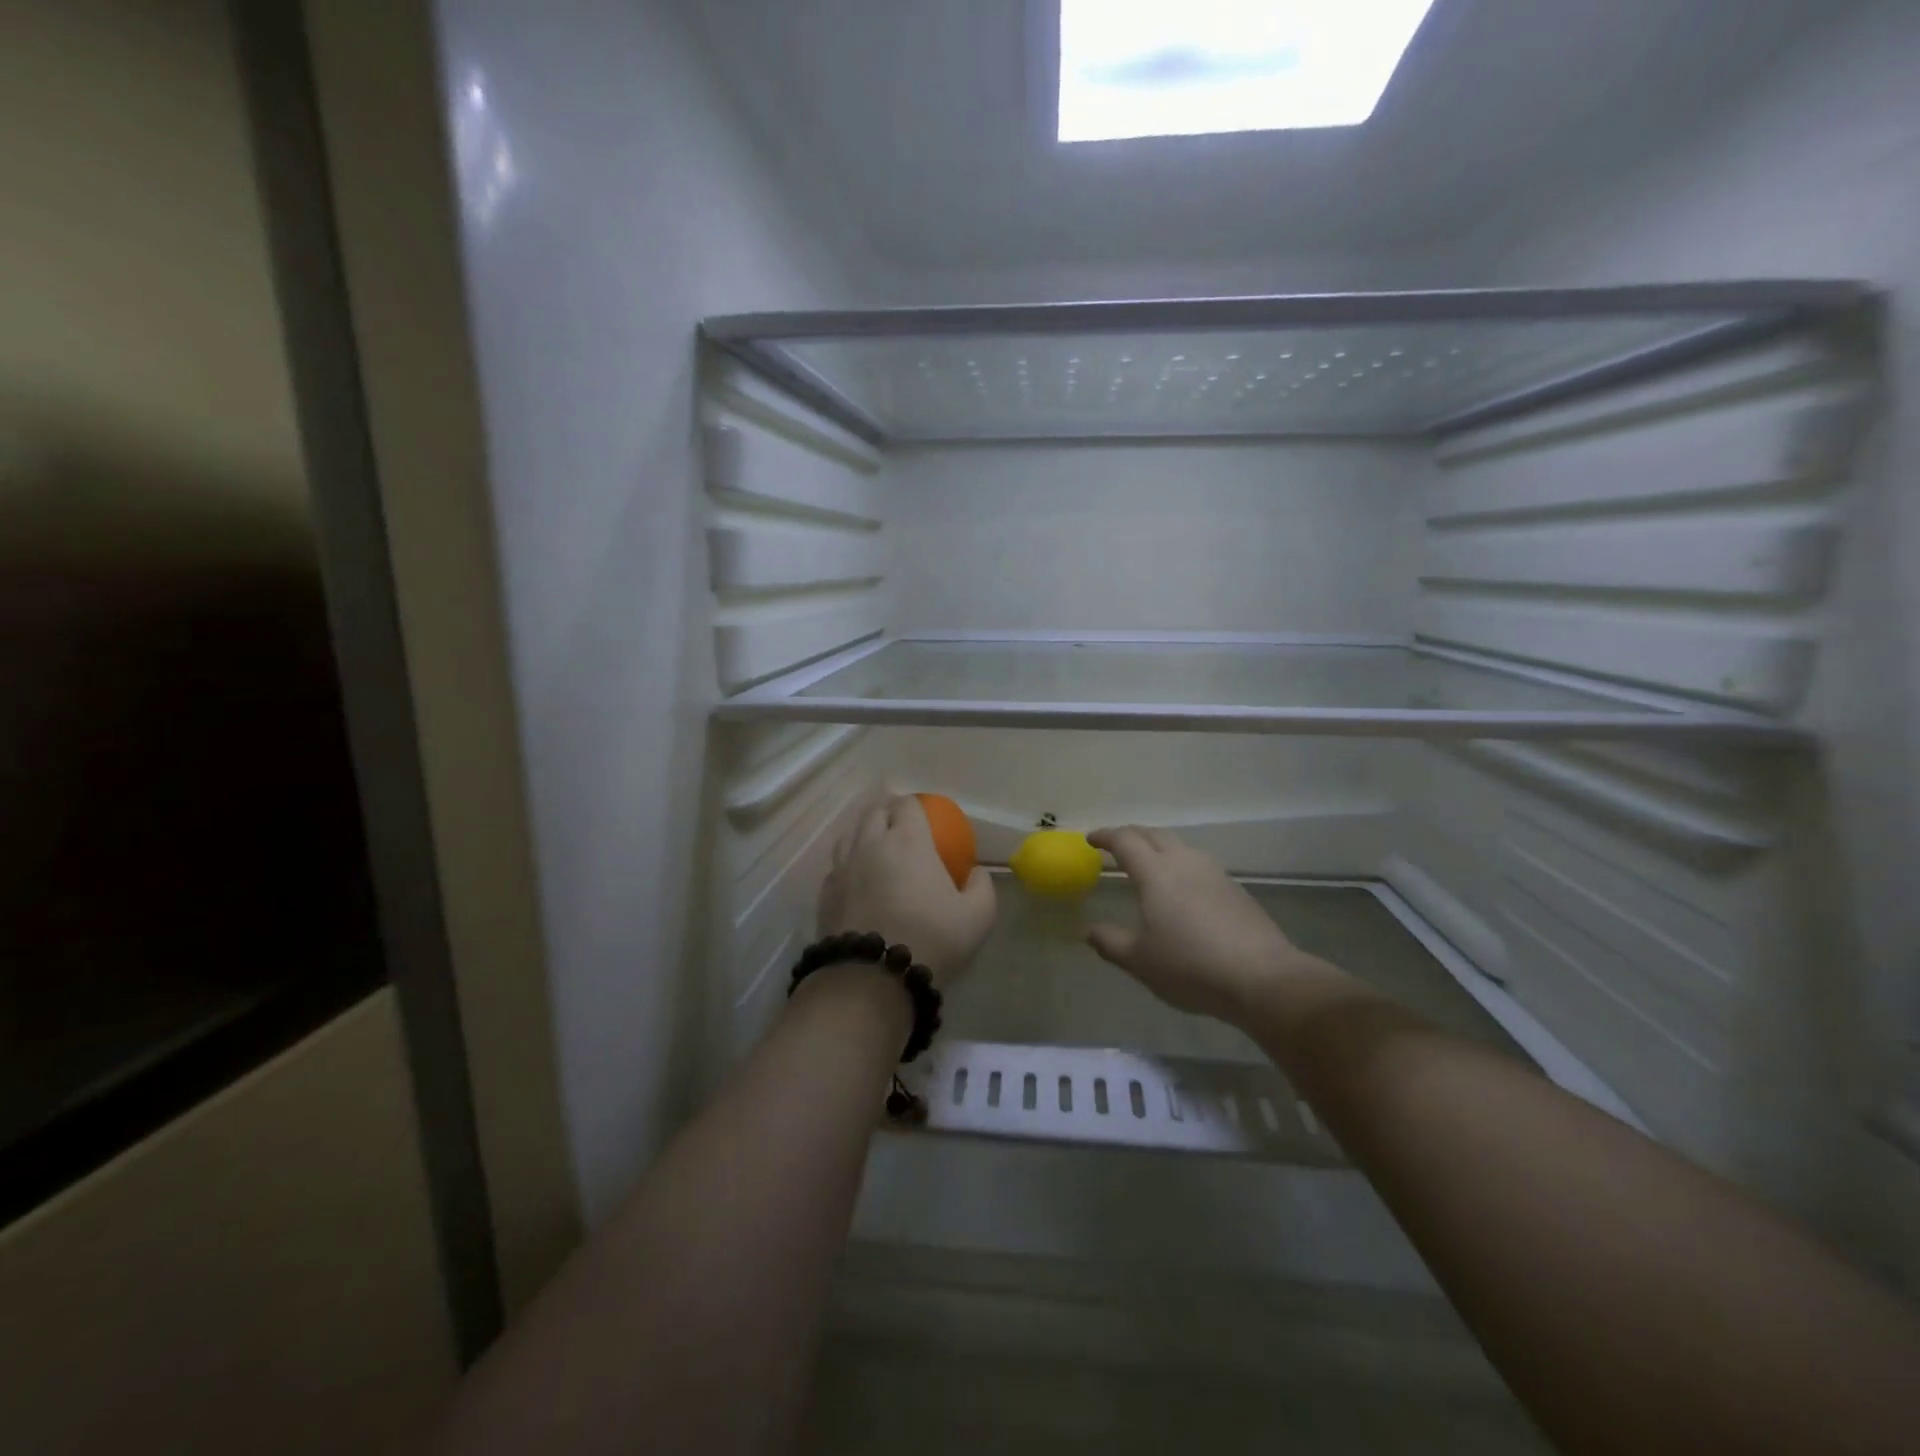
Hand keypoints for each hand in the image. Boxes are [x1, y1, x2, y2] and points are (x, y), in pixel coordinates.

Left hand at [818, 795, 995, 985]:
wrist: (873, 978)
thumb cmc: (931, 939)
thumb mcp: (978, 916)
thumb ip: (982, 886)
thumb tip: (975, 871)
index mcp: (907, 840)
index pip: (907, 804)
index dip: (916, 806)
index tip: (925, 817)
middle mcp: (870, 843)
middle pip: (874, 812)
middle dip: (887, 813)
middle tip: (901, 828)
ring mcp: (843, 867)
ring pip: (849, 834)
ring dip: (864, 833)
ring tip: (876, 847)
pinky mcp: (825, 892)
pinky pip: (837, 865)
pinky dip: (848, 863)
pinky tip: (857, 879)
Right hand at [1085, 825, 1307, 1023]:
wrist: (1261, 977)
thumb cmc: (1190, 966)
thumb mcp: (1140, 960)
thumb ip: (1111, 942)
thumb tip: (1091, 930)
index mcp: (1155, 872)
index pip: (1125, 841)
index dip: (1105, 836)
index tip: (1091, 839)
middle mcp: (1184, 862)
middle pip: (1153, 834)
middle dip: (1131, 835)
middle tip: (1116, 845)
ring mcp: (1213, 873)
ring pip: (1180, 846)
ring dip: (1158, 847)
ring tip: (1148, 863)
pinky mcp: (1234, 889)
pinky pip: (1198, 864)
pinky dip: (1180, 865)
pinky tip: (1182, 888)